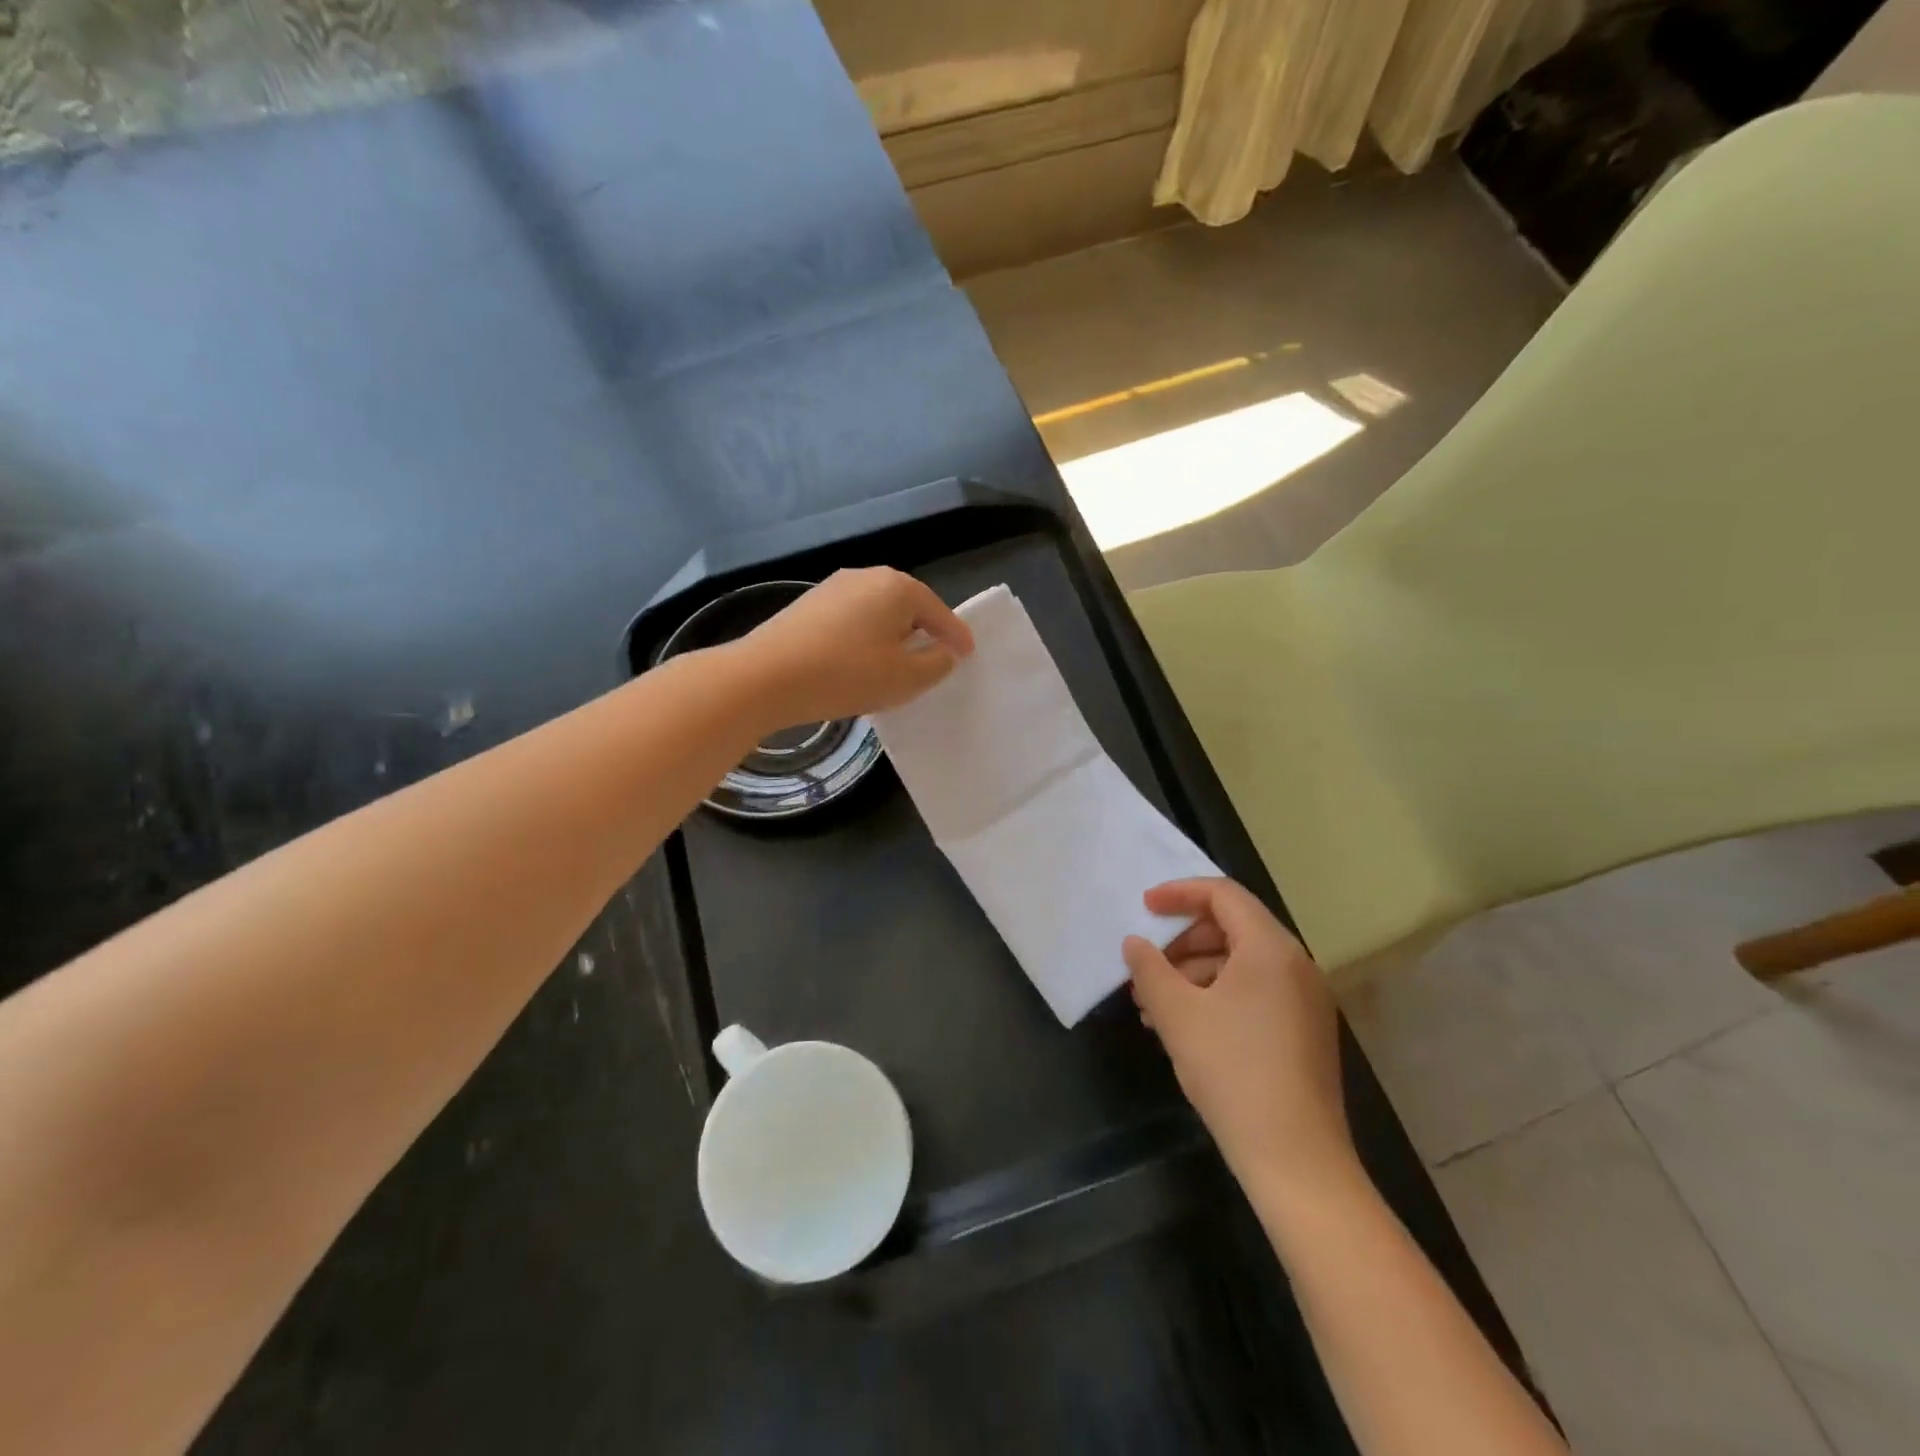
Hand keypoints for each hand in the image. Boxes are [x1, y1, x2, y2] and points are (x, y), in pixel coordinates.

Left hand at [735, 568, 973, 728]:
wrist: (766, 677)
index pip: (939, 612)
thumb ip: (936, 663)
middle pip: (907, 607)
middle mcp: (867, 576)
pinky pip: (851, 620)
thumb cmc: (847, 674)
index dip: (956, 636)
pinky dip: (864, 639)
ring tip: (895, 665)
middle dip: (922, 632)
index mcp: (898, 587)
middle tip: (933, 660)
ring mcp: (833, 587)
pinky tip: (858, 662)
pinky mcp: (808, 605)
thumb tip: (943, 651)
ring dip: (891, 636)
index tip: (968, 654)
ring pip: (877, 613)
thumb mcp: (905, 678)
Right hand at [1124, 878, 1356, 1199]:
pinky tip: (1182, 1027)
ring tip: (1152, 1005)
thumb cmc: (1233, 1072)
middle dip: (1181, 940)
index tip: (1143, 908)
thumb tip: (1135, 943)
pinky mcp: (1303, 1031)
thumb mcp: (1177, 1014)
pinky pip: (1254, 991)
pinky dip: (1215, 995)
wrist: (1296, 1161)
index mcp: (1270, 949)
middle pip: (1232, 926)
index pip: (1223, 894)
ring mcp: (1304, 1000)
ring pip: (1240, 963)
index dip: (1178, 893)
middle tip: (1145, 965)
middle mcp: (1296, 965)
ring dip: (1192, 972)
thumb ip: (1149, 969)